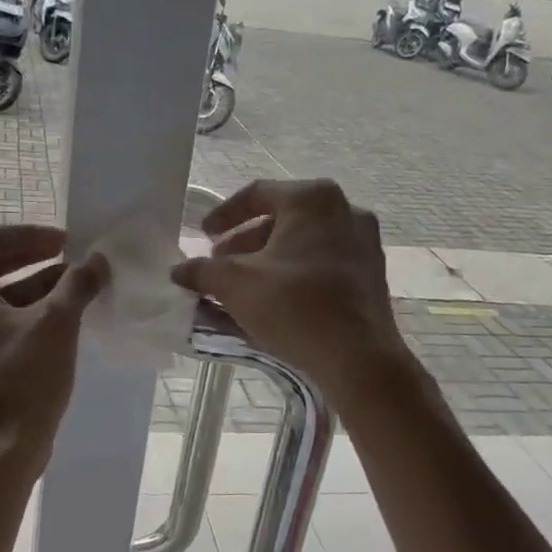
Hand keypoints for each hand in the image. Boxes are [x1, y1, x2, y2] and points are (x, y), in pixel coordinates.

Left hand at [0, 225, 108, 465]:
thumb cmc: (22, 380)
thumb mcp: (56, 324)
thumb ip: (77, 283)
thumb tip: (97, 259)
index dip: (30, 235)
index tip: (66, 240)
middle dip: (34, 259)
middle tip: (72, 257)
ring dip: (34, 287)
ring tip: (76, 286)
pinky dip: (23, 314)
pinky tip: (60, 318)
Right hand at [170, 179, 409, 405]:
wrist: (358, 358)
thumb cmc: (294, 307)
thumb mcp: (235, 285)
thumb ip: (202, 271)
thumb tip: (179, 271)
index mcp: (312, 199)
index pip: (257, 193)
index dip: (223, 214)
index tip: (204, 236)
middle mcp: (345, 210)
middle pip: (282, 217)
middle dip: (245, 240)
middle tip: (220, 262)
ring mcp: (364, 242)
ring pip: (304, 241)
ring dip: (269, 258)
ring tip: (243, 284)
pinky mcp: (372, 273)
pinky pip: (323, 261)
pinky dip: (295, 272)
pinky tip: (275, 298)